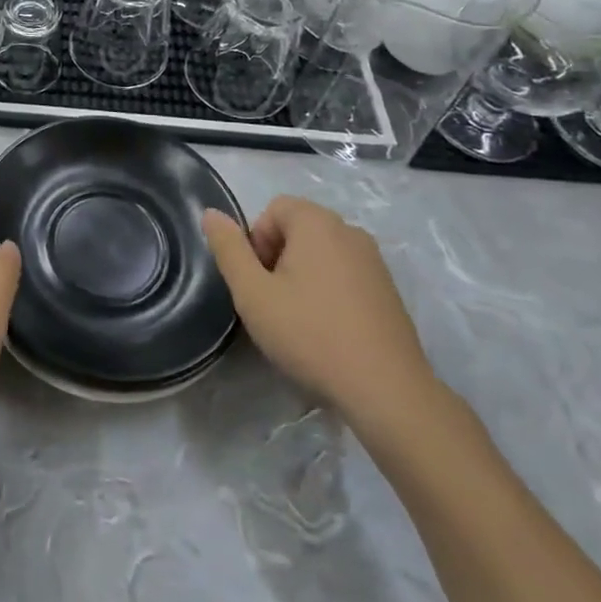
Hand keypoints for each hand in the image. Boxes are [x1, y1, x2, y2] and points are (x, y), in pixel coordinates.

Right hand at [203, 197, 436, 431]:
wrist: (387, 392)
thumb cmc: (311, 334)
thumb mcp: (253, 293)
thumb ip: (228, 249)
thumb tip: (210, 213)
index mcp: (317, 223)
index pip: (273, 210)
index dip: (256, 242)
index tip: (258, 282)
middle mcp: (350, 231)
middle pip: (298, 230)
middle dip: (278, 259)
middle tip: (273, 303)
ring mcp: (375, 262)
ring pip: (322, 255)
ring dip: (303, 277)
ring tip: (298, 321)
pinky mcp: (390, 291)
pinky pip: (346, 276)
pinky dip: (330, 293)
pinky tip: (328, 332)